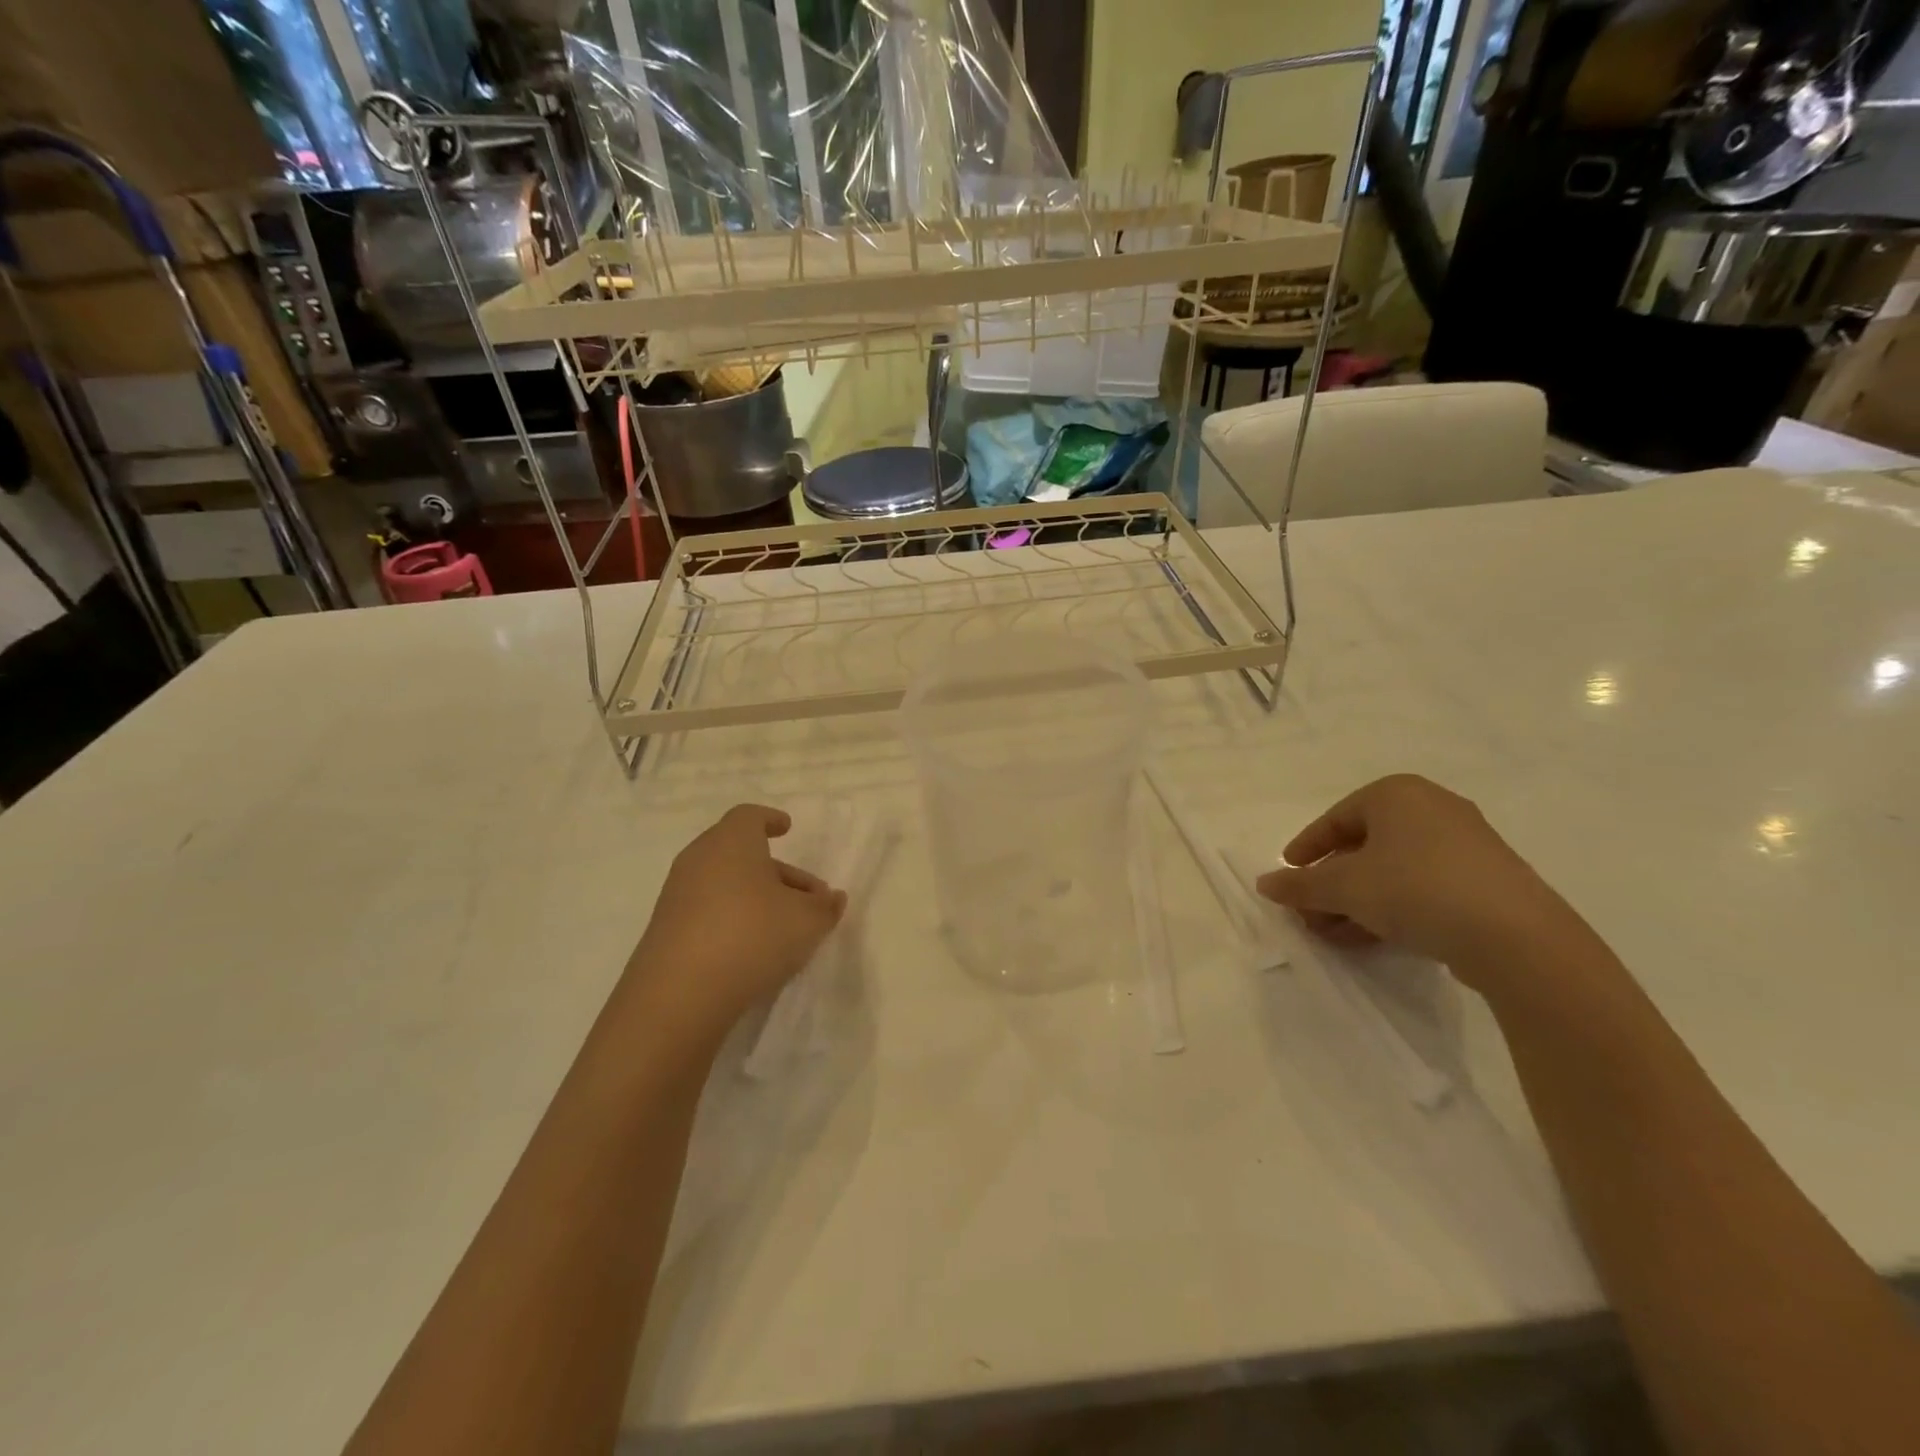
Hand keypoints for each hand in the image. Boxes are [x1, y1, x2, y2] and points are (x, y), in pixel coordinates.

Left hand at [626, 804, 845, 1040]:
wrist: (679, 994)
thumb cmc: (752, 935)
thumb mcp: (806, 921)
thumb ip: (825, 907)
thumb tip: (832, 898)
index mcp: (731, 842)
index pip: (749, 816)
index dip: (770, 820)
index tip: (786, 828)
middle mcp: (699, 859)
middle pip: (741, 853)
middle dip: (777, 871)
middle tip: (808, 897)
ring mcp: (677, 895)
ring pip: (725, 884)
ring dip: (757, 897)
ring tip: (787, 928)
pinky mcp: (666, 930)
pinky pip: (707, 910)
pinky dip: (732, 918)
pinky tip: (755, 948)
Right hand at [1255, 774, 1591, 991]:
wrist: (1516, 938)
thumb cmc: (1415, 889)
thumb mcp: (1343, 887)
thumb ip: (1299, 885)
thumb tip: (1264, 884)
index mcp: (1396, 794)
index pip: (1336, 818)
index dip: (1306, 848)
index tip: (1288, 875)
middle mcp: (1432, 809)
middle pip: (1363, 847)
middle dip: (1330, 884)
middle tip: (1308, 913)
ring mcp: (1464, 846)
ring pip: (1391, 871)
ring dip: (1355, 902)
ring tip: (1332, 934)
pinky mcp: (1485, 882)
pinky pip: (1422, 888)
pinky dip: (1390, 909)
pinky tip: (1370, 939)